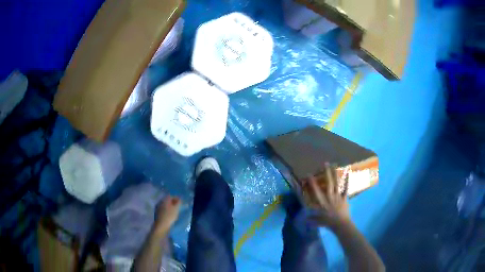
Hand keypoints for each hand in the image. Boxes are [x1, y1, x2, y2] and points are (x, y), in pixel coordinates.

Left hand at [154, 195, 180, 233]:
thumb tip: (179, 198)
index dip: (176, 198)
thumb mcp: (176, 208)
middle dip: (173, 202)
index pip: (170, 196)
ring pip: (165, 205)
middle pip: (167, 200)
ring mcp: (158, 208)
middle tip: (178, 206)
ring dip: (170, 207)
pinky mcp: (157, 213)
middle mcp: (160, 202)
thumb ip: (178, 202)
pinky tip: (170, 215)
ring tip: (175, 211)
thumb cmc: (170, 216)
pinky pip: (163, 209)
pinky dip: (167, 210)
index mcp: (164, 200)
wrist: (161, 225)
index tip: (181, 202)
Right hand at [305, 164, 350, 227]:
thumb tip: (304, 219)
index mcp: (322, 202)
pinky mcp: (344, 198)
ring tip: (334, 165)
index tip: (309, 174)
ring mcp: (338, 196)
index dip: (312, 182)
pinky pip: (346, 188)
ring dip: (335, 174)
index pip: (316, 191)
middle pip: (328, 183)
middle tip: (325, 163)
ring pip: (336, 183)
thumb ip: (311, 219)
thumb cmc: (328, 223)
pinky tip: (348, 173)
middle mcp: (329, 197)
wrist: (341, 225)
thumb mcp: (318, 222)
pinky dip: (347, 181)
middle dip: (326, 173)